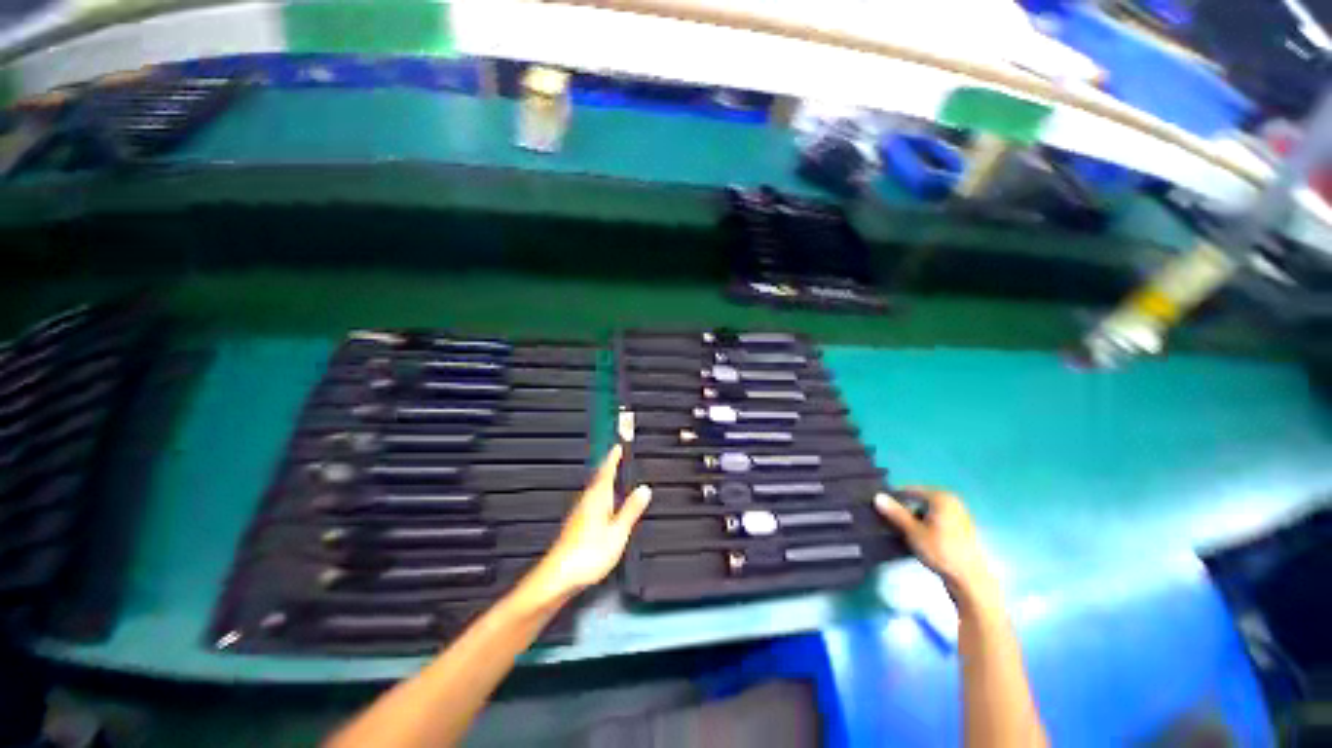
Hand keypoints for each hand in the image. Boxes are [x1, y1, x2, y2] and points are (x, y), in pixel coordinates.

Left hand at [513, 445, 650, 611]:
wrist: (557, 578)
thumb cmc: (588, 554)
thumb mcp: (617, 532)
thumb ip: (630, 510)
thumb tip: (644, 489)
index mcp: (597, 498)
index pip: (606, 471)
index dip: (613, 458)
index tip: (617, 446)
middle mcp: (586, 502)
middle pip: (598, 479)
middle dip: (608, 467)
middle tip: (617, 458)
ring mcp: (579, 514)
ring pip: (594, 490)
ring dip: (604, 481)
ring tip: (614, 477)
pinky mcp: (575, 526)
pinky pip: (591, 502)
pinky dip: (600, 496)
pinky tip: (604, 505)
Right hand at [875, 488, 995, 601]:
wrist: (970, 579)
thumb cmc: (941, 551)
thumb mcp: (913, 531)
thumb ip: (895, 512)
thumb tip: (877, 496)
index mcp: (941, 497)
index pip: (910, 490)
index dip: (894, 497)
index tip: (881, 507)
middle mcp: (951, 501)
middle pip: (919, 500)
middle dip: (904, 508)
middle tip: (889, 519)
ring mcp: (959, 515)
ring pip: (928, 510)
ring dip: (914, 517)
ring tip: (902, 529)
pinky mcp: (961, 528)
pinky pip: (936, 519)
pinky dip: (925, 524)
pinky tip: (918, 536)